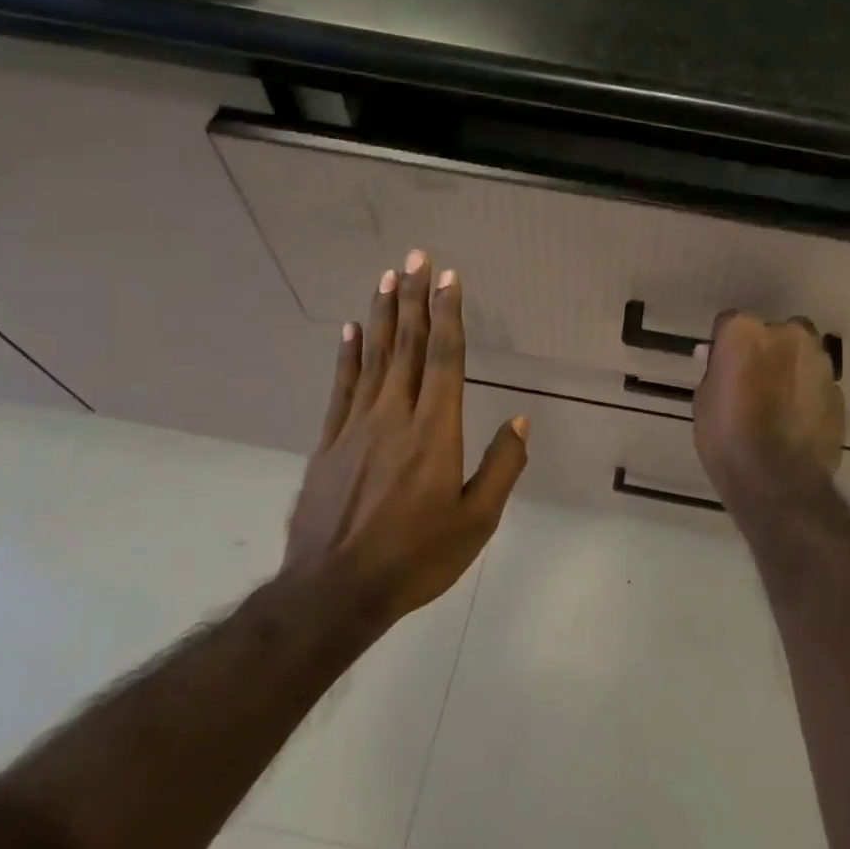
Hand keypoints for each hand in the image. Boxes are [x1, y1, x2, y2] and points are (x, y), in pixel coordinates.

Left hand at [285, 250, 528, 622]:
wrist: (334, 591)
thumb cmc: (416, 557)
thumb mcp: (476, 521)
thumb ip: (502, 467)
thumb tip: (521, 422)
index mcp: (434, 432)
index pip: (445, 359)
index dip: (448, 315)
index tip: (450, 278)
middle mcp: (395, 416)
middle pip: (407, 346)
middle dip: (415, 298)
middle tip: (418, 257)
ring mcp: (355, 427)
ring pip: (373, 358)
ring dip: (383, 315)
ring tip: (388, 277)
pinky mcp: (328, 443)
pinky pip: (341, 387)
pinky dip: (348, 355)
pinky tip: (351, 329)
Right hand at [693, 312, 844, 507]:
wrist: (778, 482)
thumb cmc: (727, 439)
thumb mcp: (703, 402)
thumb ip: (714, 372)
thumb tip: (716, 357)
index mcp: (745, 332)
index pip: (730, 323)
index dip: (725, 346)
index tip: (722, 367)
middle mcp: (787, 335)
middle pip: (774, 333)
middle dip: (766, 351)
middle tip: (753, 383)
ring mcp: (818, 362)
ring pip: (802, 354)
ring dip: (791, 369)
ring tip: (778, 403)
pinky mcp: (838, 391)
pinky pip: (818, 384)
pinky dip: (808, 394)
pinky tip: (797, 421)